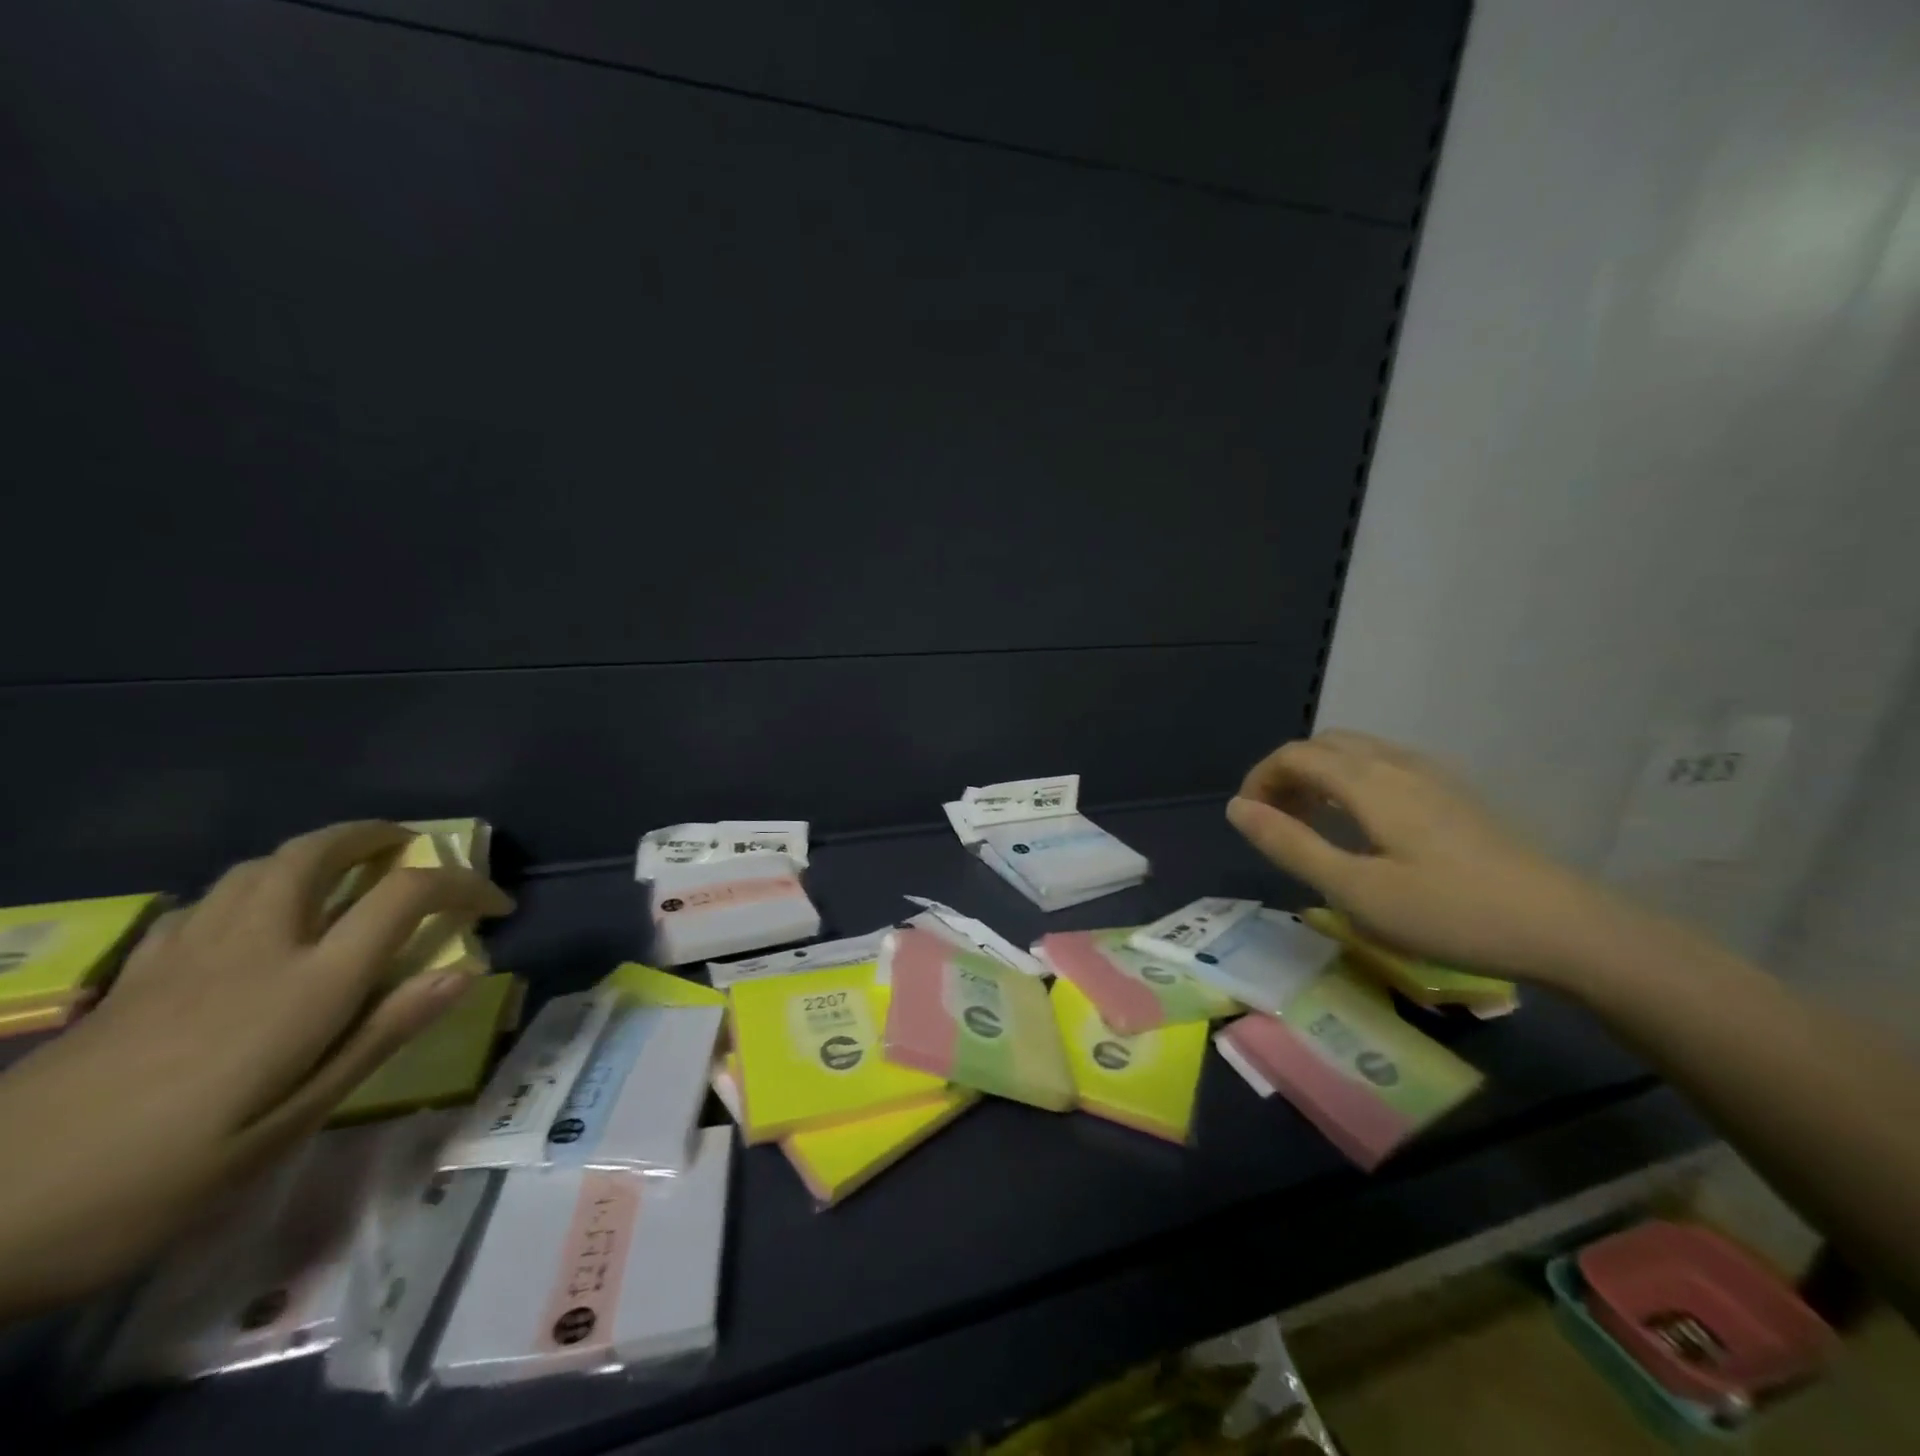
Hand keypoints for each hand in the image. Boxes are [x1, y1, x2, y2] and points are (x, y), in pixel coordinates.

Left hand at [0, 821, 512, 1317]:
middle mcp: (256, 947)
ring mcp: (188, 953)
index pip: (405, 896)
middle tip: (412, 849)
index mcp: (306, 984)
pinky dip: (254, 887)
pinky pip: (209, 900)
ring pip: (260, 865)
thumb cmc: (158, 1179)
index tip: (495, 903)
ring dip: (317, 851)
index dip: (463, 885)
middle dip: (377, 837)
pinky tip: (257, 917)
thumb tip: (464, 972)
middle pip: (320, 853)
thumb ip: (380, 1036)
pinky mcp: (138, 972)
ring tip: (346, 871)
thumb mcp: (290, 1124)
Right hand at [1226, 730, 1631, 984]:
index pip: (1295, 755)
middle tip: (1276, 823)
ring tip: (1312, 825)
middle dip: (1287, 775)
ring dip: (1320, 777)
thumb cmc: (1449, 912)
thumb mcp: (1354, 890)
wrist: (1565, 928)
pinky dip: (1352, 782)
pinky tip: (1363, 827)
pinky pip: (1384, 767)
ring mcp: (1432, 776)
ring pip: (1357, 753)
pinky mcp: (1455, 795)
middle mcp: (1397, 764)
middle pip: (1324, 746)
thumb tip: (1237, 808)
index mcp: (1368, 781)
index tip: (1248, 820)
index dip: (1260, 779)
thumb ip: (1290, 844)